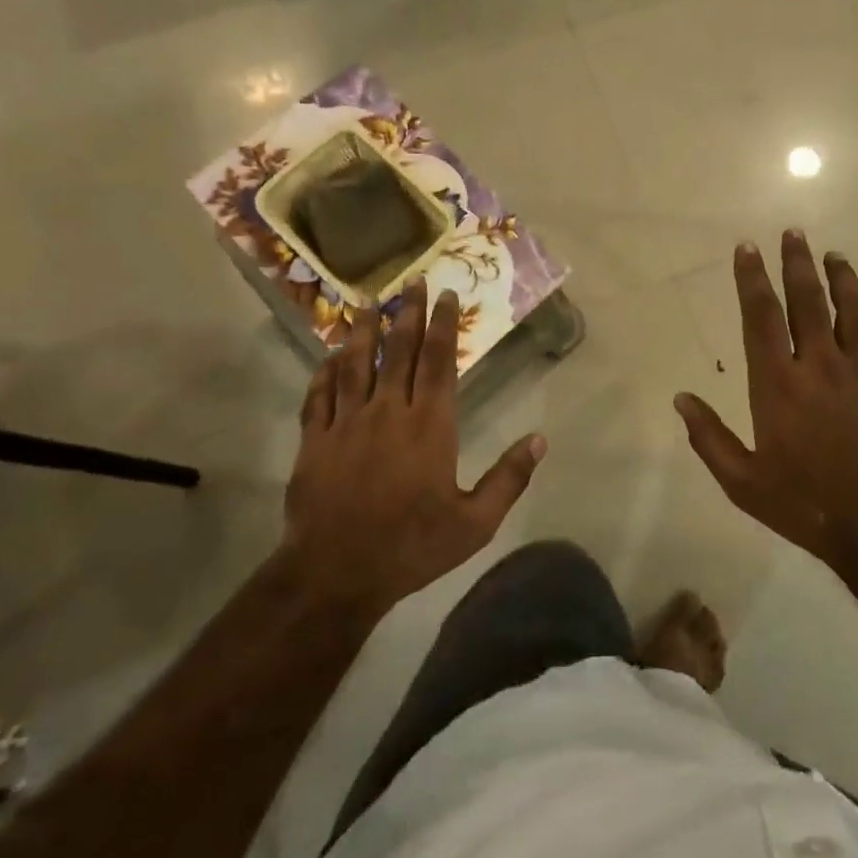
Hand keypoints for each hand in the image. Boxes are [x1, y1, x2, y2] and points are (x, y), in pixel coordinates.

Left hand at [287, 281, 545, 609]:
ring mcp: (347, 422)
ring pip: (357, 363)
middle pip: (400, 351)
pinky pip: (320, 395)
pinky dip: (325, 371)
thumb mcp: (475, 523)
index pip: (440, 362)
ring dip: (364, 330)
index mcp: (430, 425)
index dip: (445, 326)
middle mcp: (389, 411)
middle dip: (409, 314)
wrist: (336, 573)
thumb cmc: (412, 547)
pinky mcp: (316, 440)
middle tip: (413, 283)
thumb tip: (541, 440)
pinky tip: (330, 356)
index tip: (448, 296)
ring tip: (368, 302)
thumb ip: (509, 479)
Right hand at [674, 232, 857, 570]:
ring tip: (835, 256)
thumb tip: (680, 399)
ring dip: (843, 279)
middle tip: (794, 232)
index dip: (752, 279)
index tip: (747, 248)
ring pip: (853, 311)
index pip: (761, 317)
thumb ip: (708, 438)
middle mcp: (819, 366)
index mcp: (778, 384)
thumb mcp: (742, 481)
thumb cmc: (804, 503)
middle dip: (797, 263)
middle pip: (808, 300)